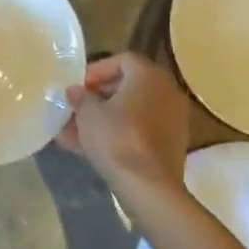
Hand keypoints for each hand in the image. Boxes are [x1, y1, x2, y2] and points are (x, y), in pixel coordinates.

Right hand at [57, 52, 190, 194]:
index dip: (97, 70)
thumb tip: (76, 91)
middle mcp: (166, 91)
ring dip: (106, 118)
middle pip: (128, 85)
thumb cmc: (117, 138)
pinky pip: (141, 130)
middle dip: (99, 97)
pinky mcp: (172, 145)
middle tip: (77, 108)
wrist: (149, 188)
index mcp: (148, 75)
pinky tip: (92, 148)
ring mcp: (173, 119)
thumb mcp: (88, 114)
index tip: (79, 87)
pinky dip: (120, 134)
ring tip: (76, 132)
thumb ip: (81, 97)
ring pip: (132, 111)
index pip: (122, 60)